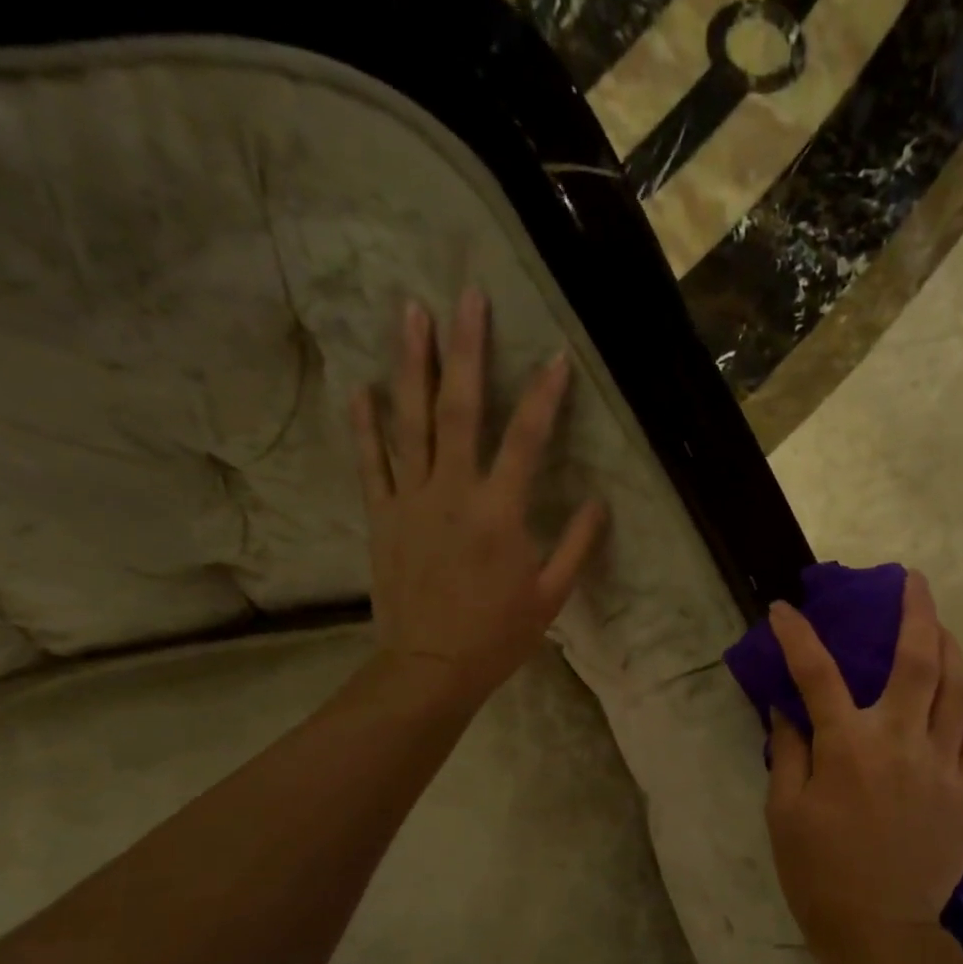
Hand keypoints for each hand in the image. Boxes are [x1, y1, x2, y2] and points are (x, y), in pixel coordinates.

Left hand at [355, 288, 607, 704]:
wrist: (430, 667)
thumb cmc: (498, 636)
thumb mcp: (551, 596)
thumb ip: (576, 545)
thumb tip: (601, 501)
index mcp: (500, 513)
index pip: (527, 440)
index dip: (545, 395)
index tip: (557, 355)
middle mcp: (453, 493)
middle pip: (461, 409)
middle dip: (467, 349)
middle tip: (468, 296)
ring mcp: (411, 501)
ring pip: (411, 422)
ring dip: (412, 365)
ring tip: (412, 313)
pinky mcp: (383, 517)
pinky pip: (371, 464)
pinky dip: (366, 426)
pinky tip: (361, 388)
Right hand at [765, 572, 962, 963]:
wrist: (882, 929)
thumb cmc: (820, 871)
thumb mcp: (784, 811)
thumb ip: (789, 751)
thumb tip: (787, 709)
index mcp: (848, 746)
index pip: (817, 673)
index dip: (799, 636)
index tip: (785, 610)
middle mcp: (900, 741)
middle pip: (916, 661)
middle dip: (915, 612)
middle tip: (914, 581)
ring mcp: (943, 763)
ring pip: (956, 688)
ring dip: (949, 647)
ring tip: (941, 625)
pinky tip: (960, 689)